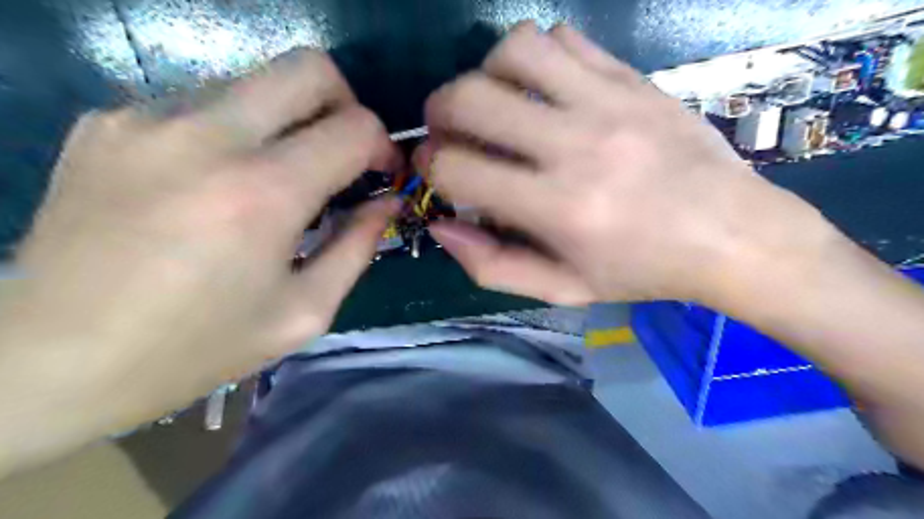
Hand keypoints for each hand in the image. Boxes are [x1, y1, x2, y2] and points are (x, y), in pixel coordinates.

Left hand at [0, 50, 392, 470]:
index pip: (355, 127)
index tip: (380, 175)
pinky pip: (201, 105)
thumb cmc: (197, 347)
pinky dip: (232, 134)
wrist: (49, 361)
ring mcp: (147, 119)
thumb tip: (386, 203)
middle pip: (308, 68)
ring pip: (255, 82)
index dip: (383, 146)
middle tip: (341, 153)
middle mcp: (206, 136)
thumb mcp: (304, 312)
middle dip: (345, 105)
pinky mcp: (108, 122)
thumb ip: (358, 247)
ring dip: (287, 122)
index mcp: (263, 193)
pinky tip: (214, 184)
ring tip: (274, 178)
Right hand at [422, 25, 833, 307]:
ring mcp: (608, 103)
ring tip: (493, 101)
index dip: (430, 166)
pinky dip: (536, 56)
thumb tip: (441, 227)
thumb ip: (492, 265)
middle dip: (439, 112)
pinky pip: (566, 39)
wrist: (732, 234)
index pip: (457, 169)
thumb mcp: (562, 288)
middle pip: (471, 98)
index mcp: (557, 208)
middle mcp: (575, 146)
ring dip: (485, 73)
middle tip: (447, 129)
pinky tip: (542, 88)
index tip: (435, 170)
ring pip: (515, 50)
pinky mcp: (632, 79)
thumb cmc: (641, 270)